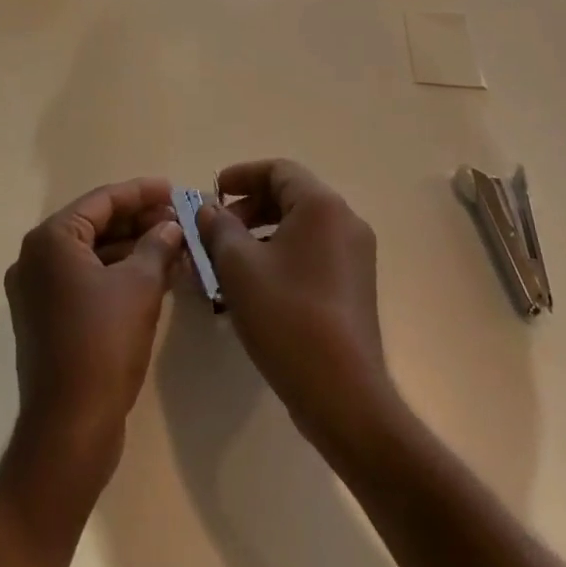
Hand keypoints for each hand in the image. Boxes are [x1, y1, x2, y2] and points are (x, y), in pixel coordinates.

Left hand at [4, 178, 182, 482]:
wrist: (69, 430)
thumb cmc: (103, 344)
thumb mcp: (139, 286)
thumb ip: (157, 246)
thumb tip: (171, 227)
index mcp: (50, 241)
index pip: (101, 201)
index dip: (141, 193)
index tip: (174, 190)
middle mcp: (36, 259)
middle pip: (95, 225)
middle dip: (139, 222)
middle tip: (178, 221)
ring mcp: (38, 292)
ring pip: (93, 255)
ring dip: (133, 250)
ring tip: (175, 248)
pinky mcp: (47, 320)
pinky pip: (87, 282)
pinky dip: (118, 276)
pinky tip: (156, 277)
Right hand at [197, 160, 396, 454]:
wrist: (344, 395)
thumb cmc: (288, 318)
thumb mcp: (239, 267)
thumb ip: (219, 228)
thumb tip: (210, 210)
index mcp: (322, 206)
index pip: (278, 170)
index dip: (241, 176)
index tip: (212, 194)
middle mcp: (345, 221)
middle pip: (290, 196)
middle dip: (248, 208)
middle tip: (216, 232)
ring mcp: (355, 256)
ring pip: (299, 228)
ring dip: (261, 235)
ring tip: (228, 264)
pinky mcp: (354, 287)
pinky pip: (312, 253)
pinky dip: (281, 256)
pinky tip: (255, 288)